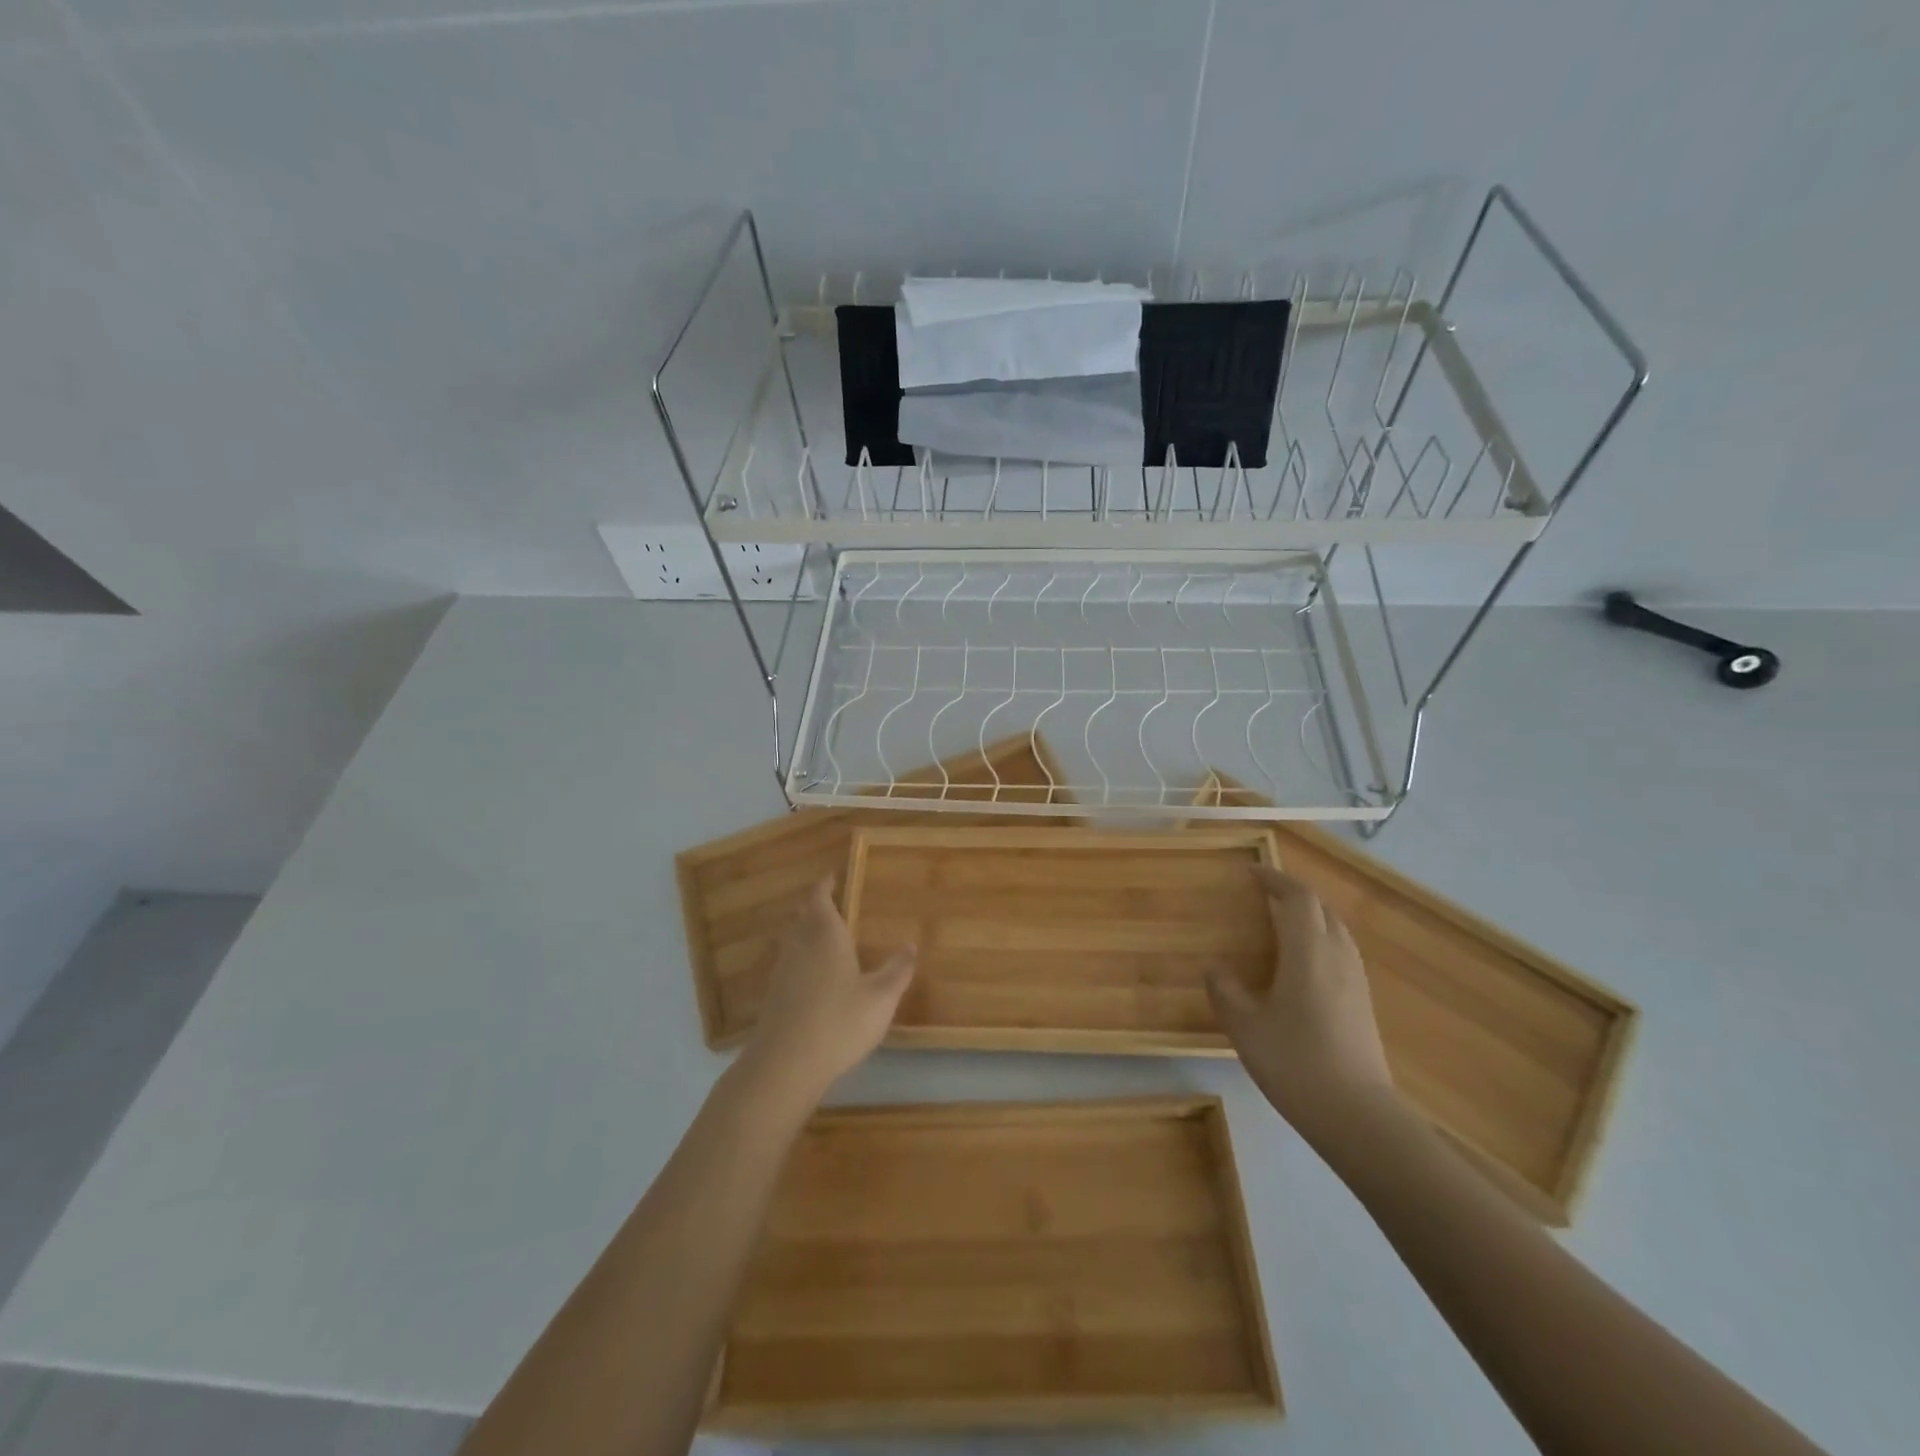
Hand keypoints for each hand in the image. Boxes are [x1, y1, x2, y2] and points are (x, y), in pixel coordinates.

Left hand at [740, 880, 915, 1104]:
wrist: (785, 1064)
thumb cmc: (839, 1021)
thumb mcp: (881, 997)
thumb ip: (897, 970)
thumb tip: (911, 944)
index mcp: (825, 935)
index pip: (820, 897)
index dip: (825, 885)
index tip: (832, 876)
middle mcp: (799, 945)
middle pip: (803, 915)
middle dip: (815, 906)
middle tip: (832, 903)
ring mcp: (782, 971)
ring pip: (793, 939)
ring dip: (806, 931)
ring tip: (825, 936)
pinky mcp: (774, 996)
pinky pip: (788, 963)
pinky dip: (801, 958)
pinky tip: (813, 976)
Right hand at [1208, 865, 1395, 1146]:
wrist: (1358, 1116)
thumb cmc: (1296, 1063)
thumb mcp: (1245, 1028)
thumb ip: (1225, 991)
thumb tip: (1213, 967)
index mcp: (1309, 952)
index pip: (1298, 898)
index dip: (1275, 879)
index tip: (1251, 873)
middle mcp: (1338, 956)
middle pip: (1321, 908)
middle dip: (1293, 894)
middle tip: (1263, 895)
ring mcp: (1356, 980)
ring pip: (1336, 929)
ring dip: (1310, 916)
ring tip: (1280, 923)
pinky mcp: (1363, 1002)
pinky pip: (1341, 951)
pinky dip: (1320, 940)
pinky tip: (1301, 964)